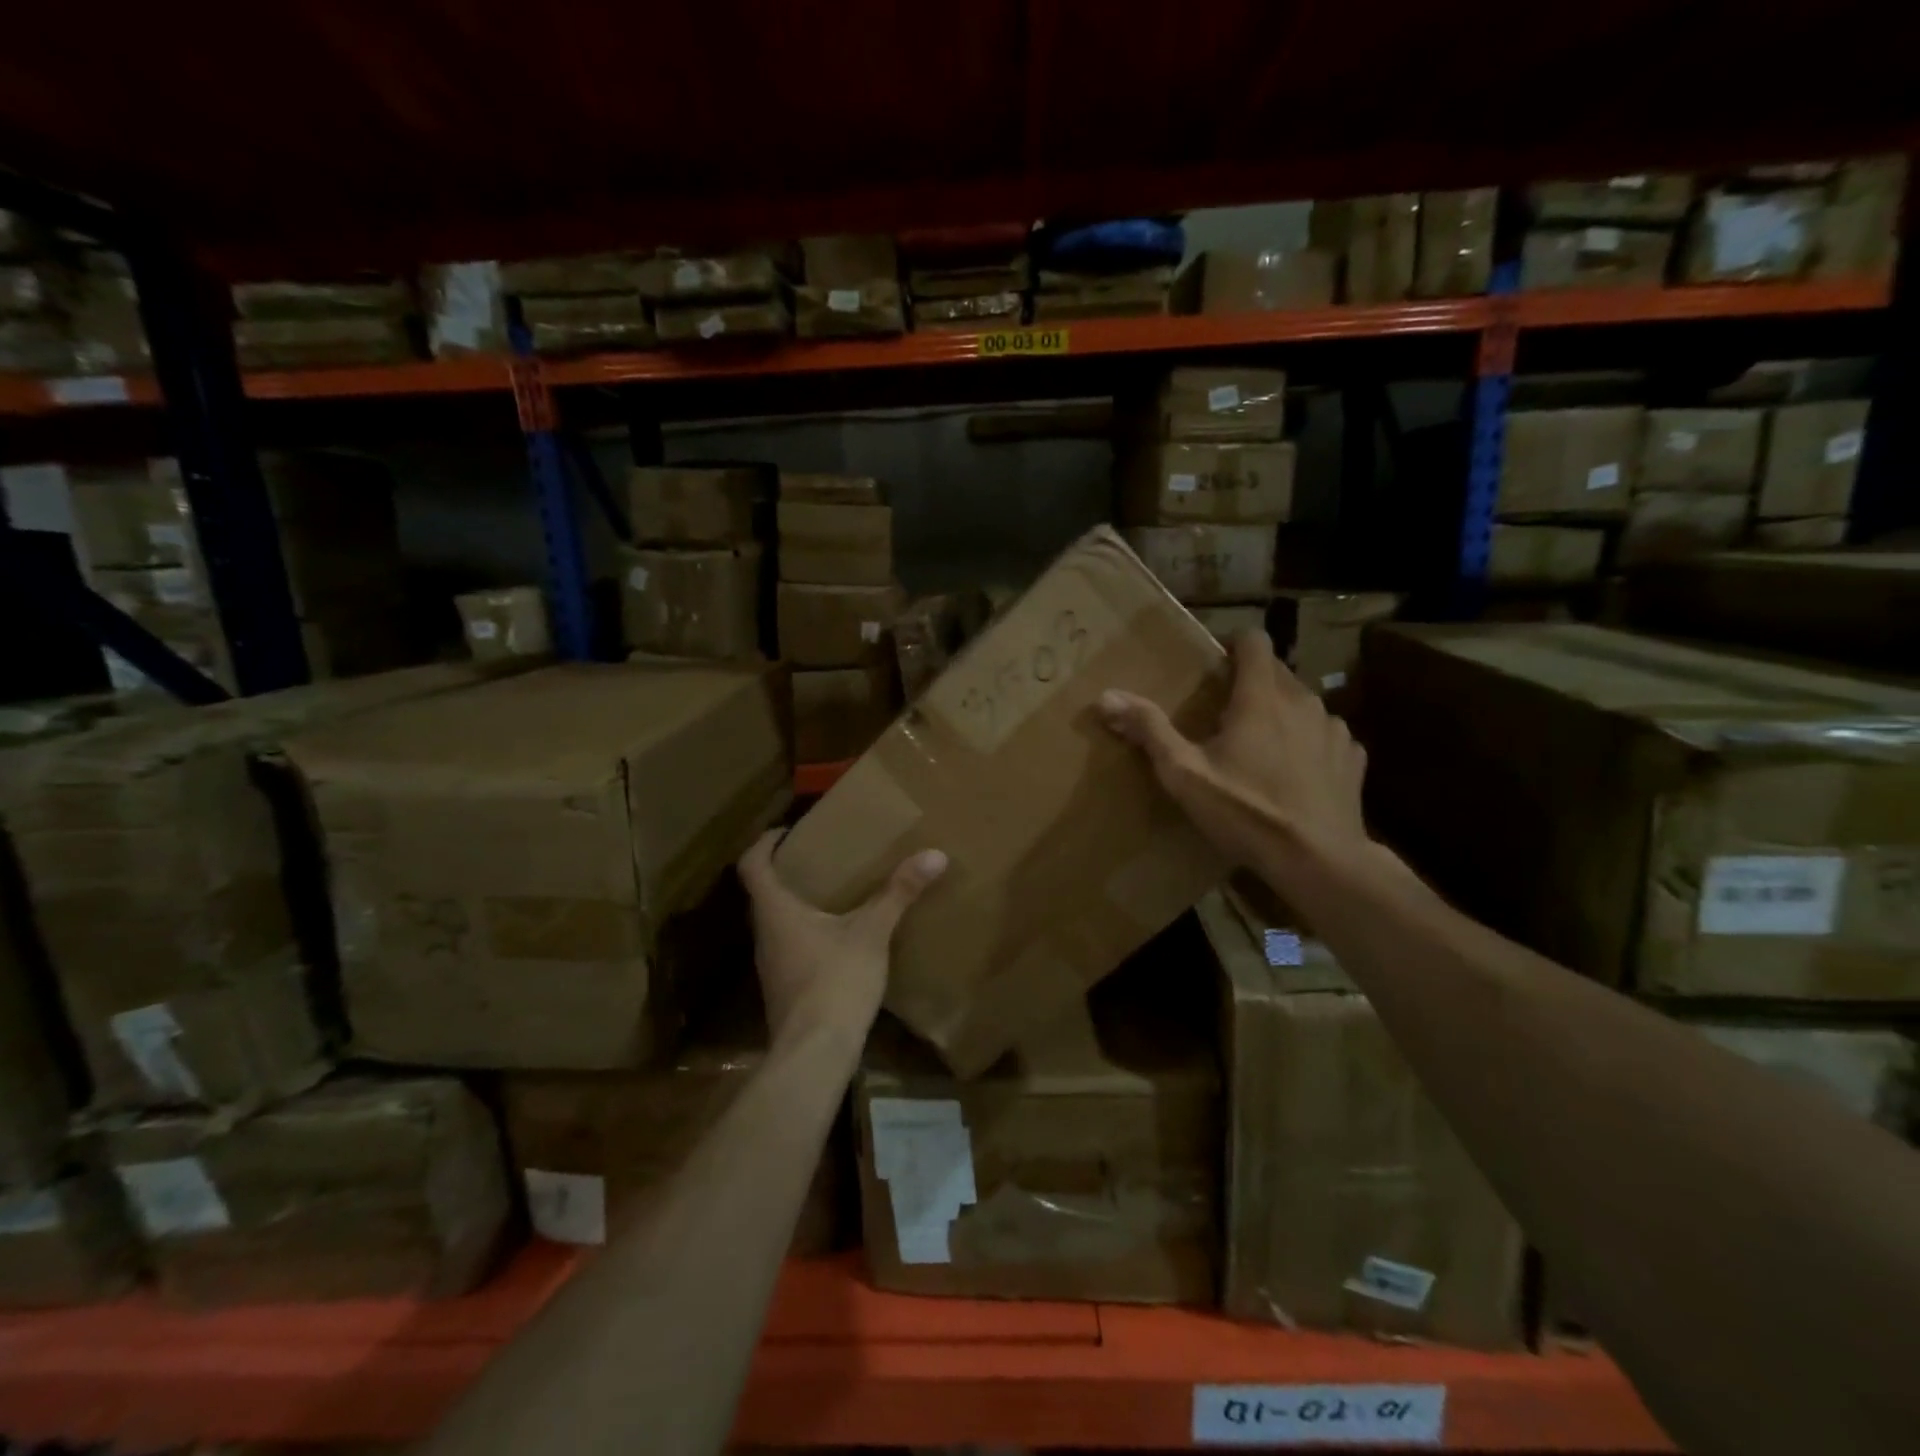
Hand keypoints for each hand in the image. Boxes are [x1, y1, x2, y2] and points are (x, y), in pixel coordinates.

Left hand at [737, 830, 947, 1044]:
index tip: (787, 831)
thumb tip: (934, 854)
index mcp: (775, 911)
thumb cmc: (835, 981)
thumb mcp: (871, 932)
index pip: (752, 865)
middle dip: (788, 871)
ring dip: (798, 903)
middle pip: (764, 893)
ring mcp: (772, 965)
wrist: (815, 1054)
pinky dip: (808, 931)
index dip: (764, 843)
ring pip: (778, 921)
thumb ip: (899, 892)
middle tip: (821, 857)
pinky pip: (791, 946)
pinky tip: (839, 937)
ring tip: (834, 892)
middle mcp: (765, 934)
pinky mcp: (785, 989)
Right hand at [1099, 629, 1370, 877]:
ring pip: (1304, 703)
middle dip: (1252, 683)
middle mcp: (1304, 701)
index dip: (1234, 645)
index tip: (1216, 666)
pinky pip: (1326, 735)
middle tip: (1226, 715)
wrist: (1319, 861)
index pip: (1255, 640)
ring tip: (1262, 747)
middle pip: (1277, 672)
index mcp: (1261, 697)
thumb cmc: (1246, 812)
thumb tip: (1107, 696)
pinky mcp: (1353, 758)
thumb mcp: (1185, 774)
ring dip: (1282, 713)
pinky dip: (1308, 743)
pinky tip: (1295, 774)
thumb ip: (1149, 730)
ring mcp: (1335, 729)